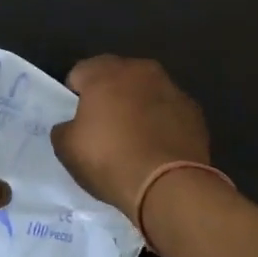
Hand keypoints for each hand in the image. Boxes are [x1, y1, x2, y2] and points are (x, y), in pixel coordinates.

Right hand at [52, 55, 210, 221]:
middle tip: (104, 128)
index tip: (76, 120)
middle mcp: (140, 70)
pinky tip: (158, 148)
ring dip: (138, 106)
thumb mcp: (67, 149)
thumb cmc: (110, 160)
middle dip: (109, 96)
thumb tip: (71, 126)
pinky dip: (162, 122)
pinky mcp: (194, 111)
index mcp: (105, 73)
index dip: (74, 96)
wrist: (168, 185)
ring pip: (146, 91)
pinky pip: (169, 111)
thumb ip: (63, 129)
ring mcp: (171, 88)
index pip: (80, 73)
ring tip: (134, 140)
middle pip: (116, 77)